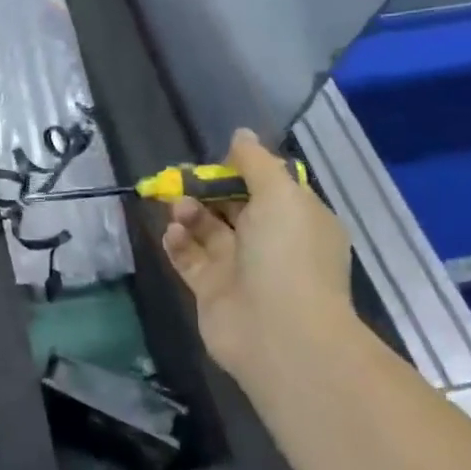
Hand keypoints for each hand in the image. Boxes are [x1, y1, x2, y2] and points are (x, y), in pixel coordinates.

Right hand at [161, 129, 355, 390]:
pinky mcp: (212, 291)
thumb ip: (256, 162)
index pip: (268, 186)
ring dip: (190, 213)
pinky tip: (172, 233)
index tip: (218, 160)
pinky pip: (190, 259)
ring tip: (179, 208)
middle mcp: (271, 243)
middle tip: (182, 178)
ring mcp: (241, 269)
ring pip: (208, 230)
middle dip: (207, 189)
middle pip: (233, 206)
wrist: (280, 335)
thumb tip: (240, 134)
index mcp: (298, 219)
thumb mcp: (280, 194)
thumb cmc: (287, 255)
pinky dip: (179, 243)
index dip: (241, 170)